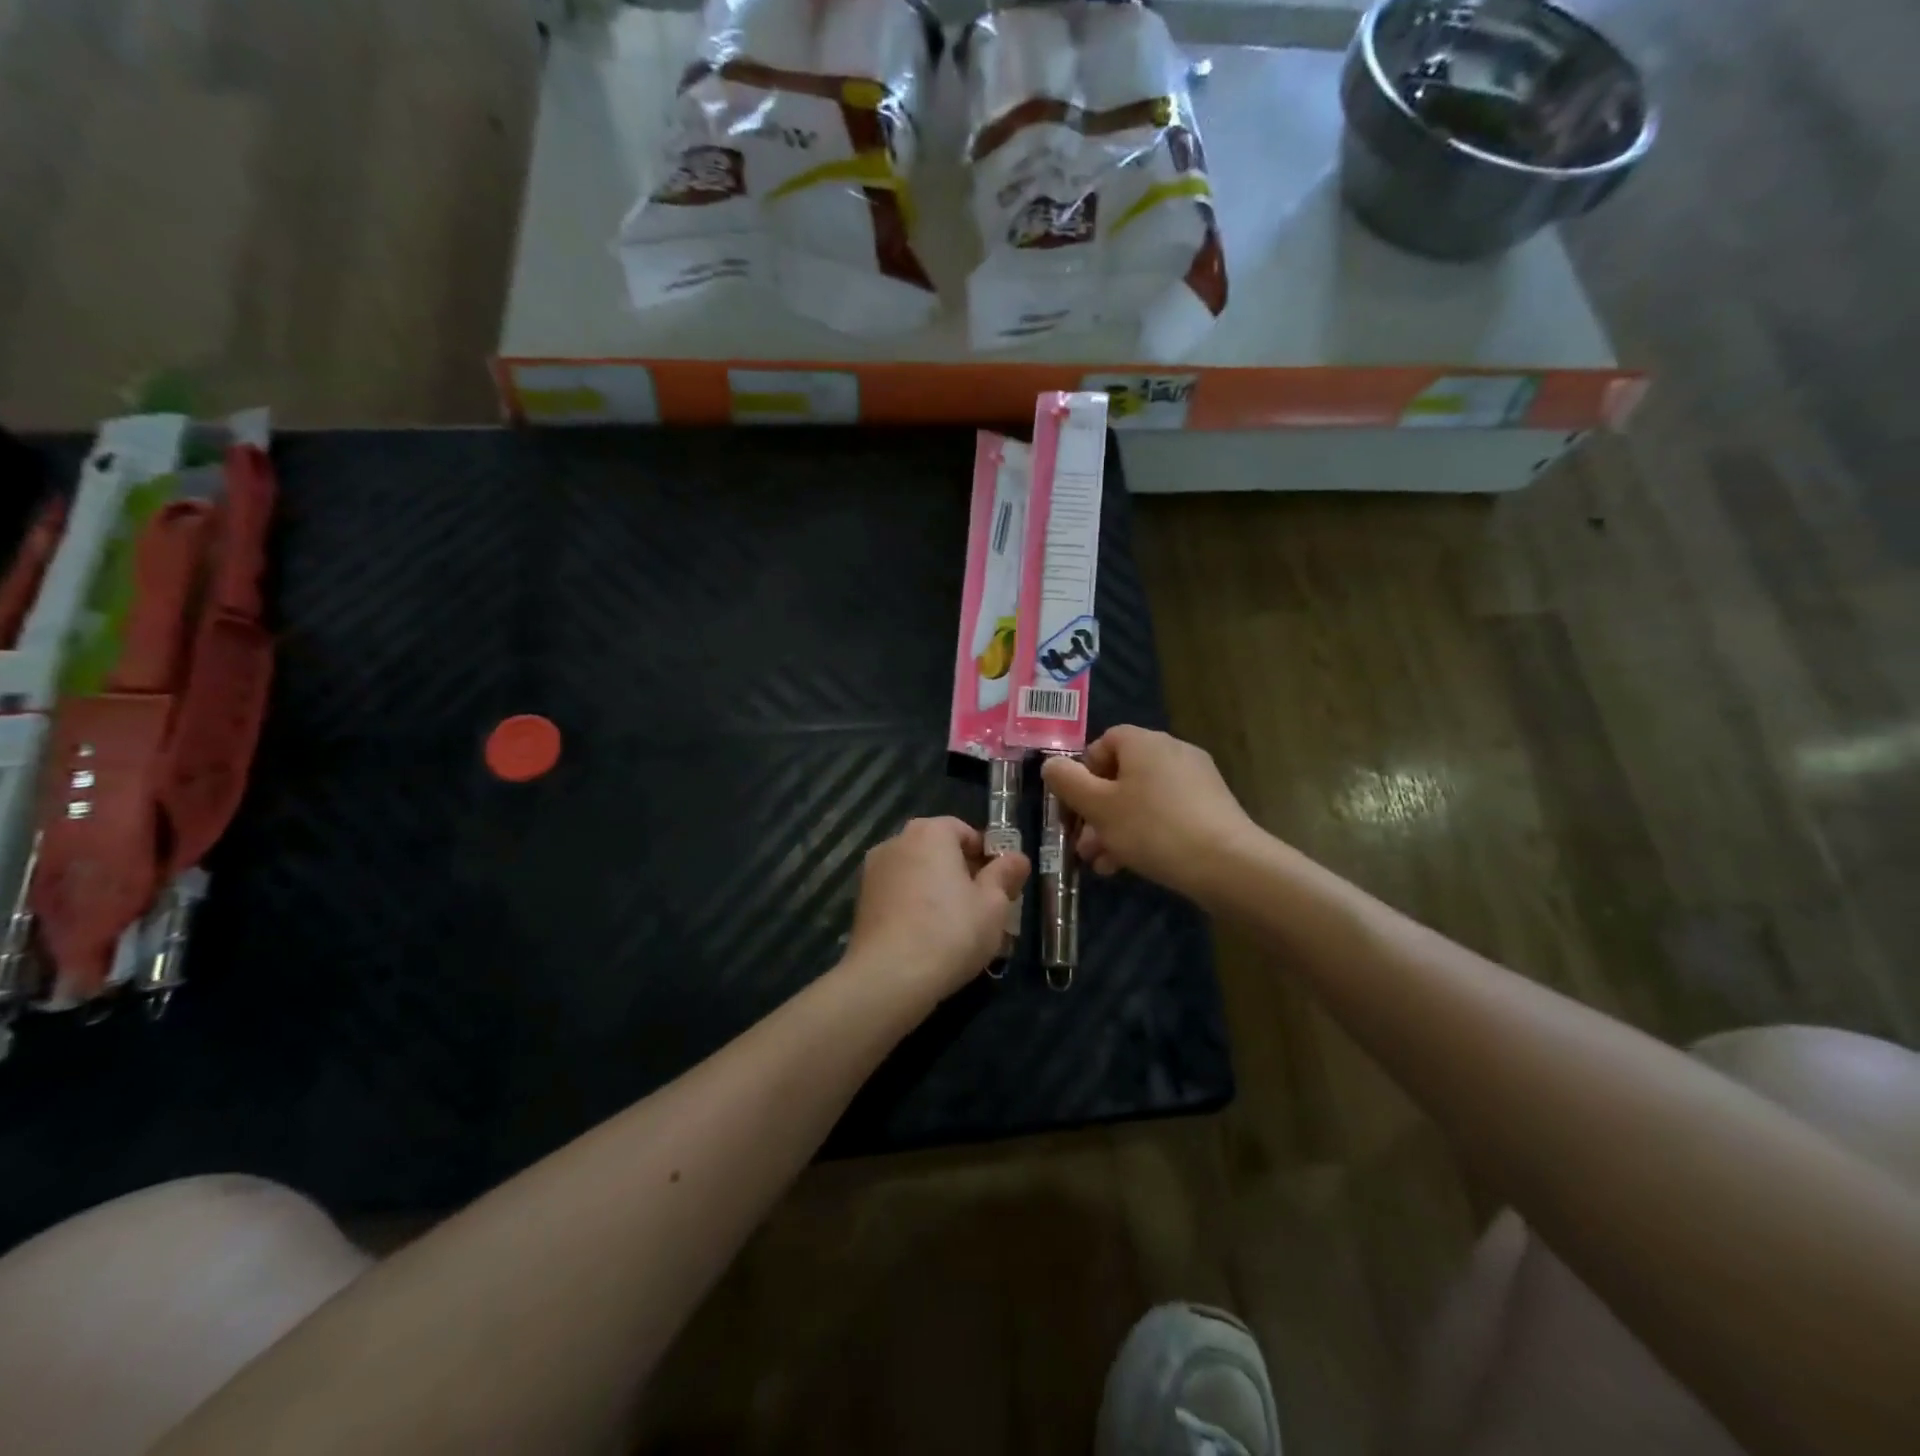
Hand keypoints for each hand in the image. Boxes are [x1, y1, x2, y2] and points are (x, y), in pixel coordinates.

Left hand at [844, 817, 1029, 1000]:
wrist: (889, 976)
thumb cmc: (950, 931)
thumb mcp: (993, 905)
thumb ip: (1005, 875)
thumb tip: (1017, 857)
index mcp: (930, 832)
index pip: (963, 831)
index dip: (986, 855)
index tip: (999, 884)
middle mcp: (897, 842)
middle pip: (938, 850)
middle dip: (961, 872)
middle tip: (983, 906)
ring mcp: (873, 871)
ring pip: (916, 873)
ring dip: (936, 889)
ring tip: (956, 926)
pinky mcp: (862, 901)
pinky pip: (898, 894)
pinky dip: (914, 906)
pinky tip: (928, 936)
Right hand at [1040, 726, 1262, 900]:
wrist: (1227, 864)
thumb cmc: (1152, 828)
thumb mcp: (1098, 807)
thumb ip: (1068, 782)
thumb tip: (1051, 764)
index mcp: (1143, 742)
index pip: (1104, 742)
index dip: (1083, 772)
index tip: (1075, 805)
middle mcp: (1172, 751)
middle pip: (1121, 775)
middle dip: (1096, 811)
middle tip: (1083, 845)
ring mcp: (1196, 779)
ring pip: (1141, 799)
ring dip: (1116, 828)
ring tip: (1104, 864)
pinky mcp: (1212, 806)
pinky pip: (1166, 813)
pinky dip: (1145, 833)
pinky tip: (1132, 865)